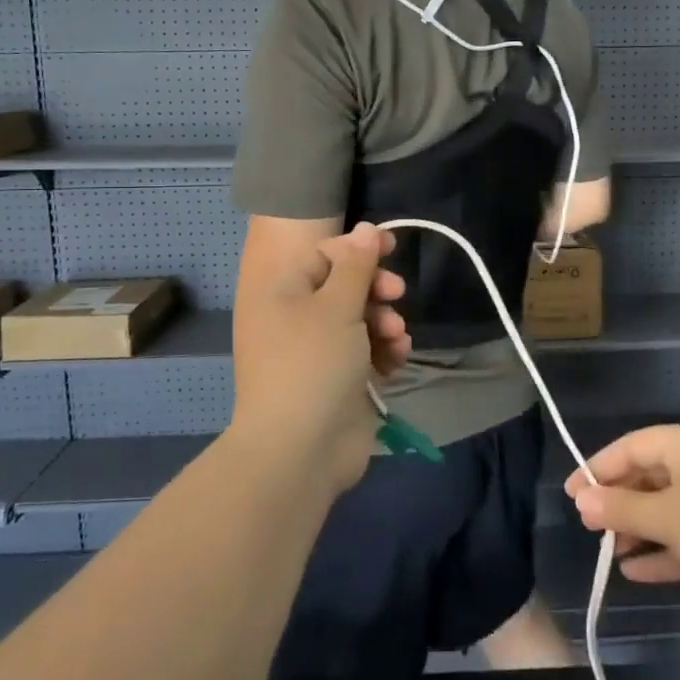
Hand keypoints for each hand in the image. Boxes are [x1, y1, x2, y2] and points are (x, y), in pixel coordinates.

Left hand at [230, 223, 407, 496]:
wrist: (300, 451)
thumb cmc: (313, 365)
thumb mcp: (337, 307)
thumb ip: (356, 265)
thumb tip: (366, 228)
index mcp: (282, 294)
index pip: (323, 255)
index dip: (358, 248)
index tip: (393, 246)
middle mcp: (295, 319)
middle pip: (345, 287)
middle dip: (376, 289)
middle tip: (397, 293)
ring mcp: (317, 353)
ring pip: (360, 320)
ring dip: (384, 322)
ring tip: (396, 337)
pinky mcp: (338, 381)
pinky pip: (366, 353)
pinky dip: (383, 351)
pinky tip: (397, 358)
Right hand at [565, 424, 679, 643]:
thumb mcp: (668, 519)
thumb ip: (621, 509)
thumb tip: (581, 500)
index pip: (634, 446)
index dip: (598, 468)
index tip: (571, 495)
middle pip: (650, 476)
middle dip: (618, 502)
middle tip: (588, 526)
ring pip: (667, 509)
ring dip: (637, 529)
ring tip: (608, 551)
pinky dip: (662, 550)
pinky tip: (634, 571)